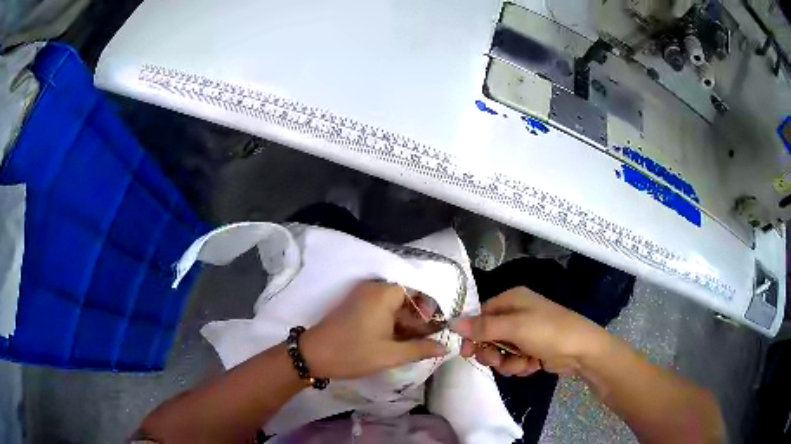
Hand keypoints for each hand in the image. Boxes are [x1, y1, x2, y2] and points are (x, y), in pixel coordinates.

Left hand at [300, 281, 447, 378]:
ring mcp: (363, 296)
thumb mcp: (391, 355)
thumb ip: (421, 348)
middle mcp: (375, 288)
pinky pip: (382, 309)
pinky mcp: (356, 305)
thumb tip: (445, 347)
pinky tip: (396, 341)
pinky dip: (392, 323)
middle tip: (426, 341)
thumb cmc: (354, 353)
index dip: (430, 310)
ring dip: (405, 323)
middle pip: (407, 298)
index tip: (434, 330)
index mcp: (385, 293)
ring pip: (394, 305)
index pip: (418, 292)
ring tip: (413, 345)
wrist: (313, 355)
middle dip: (418, 320)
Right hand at [451, 287, 610, 376]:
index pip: (480, 315)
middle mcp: (516, 314)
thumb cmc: (548, 331)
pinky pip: (514, 359)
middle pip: (488, 336)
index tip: (467, 351)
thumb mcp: (514, 328)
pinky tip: (533, 365)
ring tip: (523, 363)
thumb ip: (482, 327)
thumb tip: (453, 322)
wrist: (581, 350)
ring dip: (508, 362)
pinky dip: (520, 365)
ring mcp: (525, 333)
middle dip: (492, 352)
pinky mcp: (531, 349)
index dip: (472, 333)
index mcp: (511, 300)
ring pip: (500, 351)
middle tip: (497, 360)